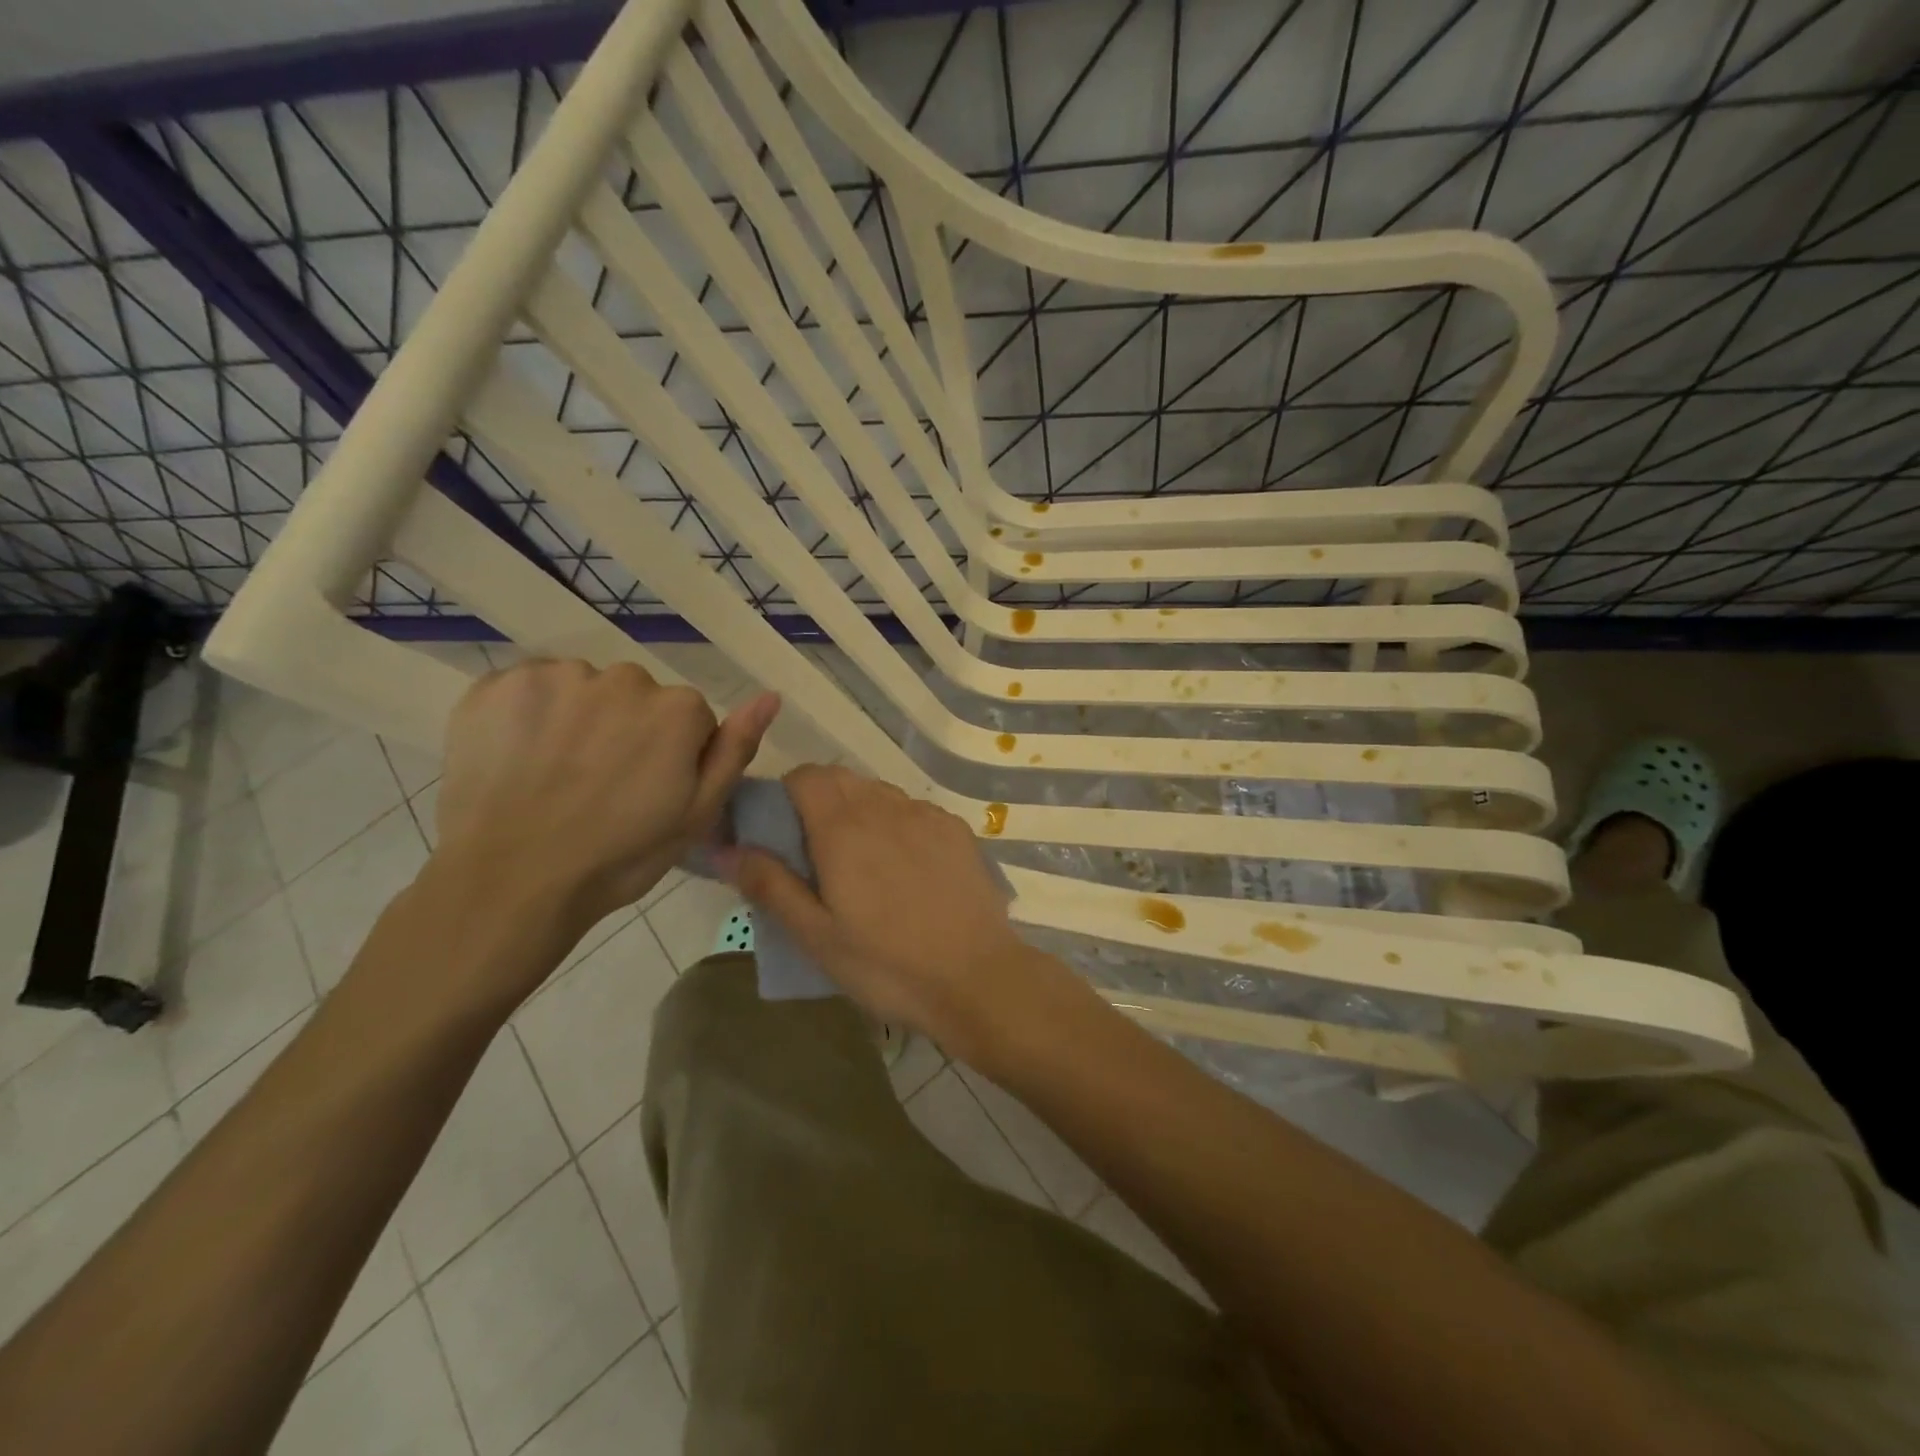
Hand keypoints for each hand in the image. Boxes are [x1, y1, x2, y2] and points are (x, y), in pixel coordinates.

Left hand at [434, 659, 777, 942]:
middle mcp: (623, 678)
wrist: (511, 882)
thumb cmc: (619, 856)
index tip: (648, 792)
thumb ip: (735, 749)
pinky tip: (519, 756)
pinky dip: (530, 715)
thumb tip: (771, 696)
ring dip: (578, 719)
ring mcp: (557, 676)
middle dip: (625, 730)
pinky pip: (532, 688)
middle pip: (636, 696)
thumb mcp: (697, 813)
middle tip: (601, 786)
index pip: (689, 719)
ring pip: (584, 689)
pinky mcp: (499, 683)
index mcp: (677, 710)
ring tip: (556, 774)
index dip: (673, 756)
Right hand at [728, 765, 1047, 1048]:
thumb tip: (726, 847)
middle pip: (842, 780)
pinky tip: (907, 872)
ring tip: (863, 867)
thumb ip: (769, 885)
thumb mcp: (816, 936)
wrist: (978, 978)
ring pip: (879, 794)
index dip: (785, 795)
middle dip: (819, 804)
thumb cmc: (887, 964)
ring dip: (860, 814)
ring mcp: (927, 815)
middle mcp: (886, 807)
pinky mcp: (957, 831)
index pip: (805, 776)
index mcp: (844, 827)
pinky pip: (915, 812)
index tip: (781, 834)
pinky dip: (898, 826)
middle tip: (817, 857)